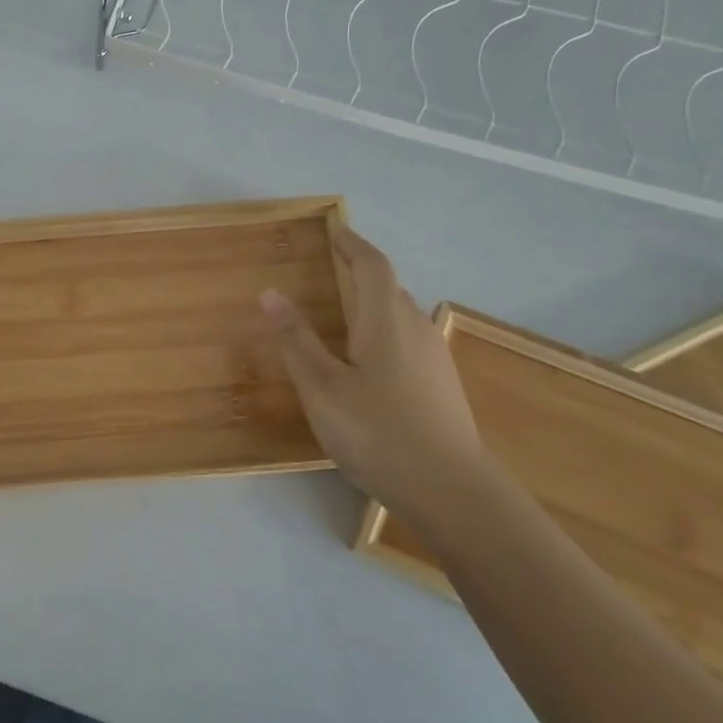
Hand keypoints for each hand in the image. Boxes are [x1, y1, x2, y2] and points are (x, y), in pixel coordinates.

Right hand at [260, 224, 495, 515]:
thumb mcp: (322, 388)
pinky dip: (383, 333)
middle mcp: (416, 329)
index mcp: (386, 321)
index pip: (373, 266)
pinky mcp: (441, 384)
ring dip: (372, 306)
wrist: (452, 491)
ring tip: (340, 318)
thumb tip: (270, 293)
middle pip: (389, 289)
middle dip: (360, 275)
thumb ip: (296, 340)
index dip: (353, 245)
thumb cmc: (378, 432)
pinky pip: (408, 340)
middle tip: (328, 274)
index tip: (334, 231)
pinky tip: (366, 364)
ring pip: (400, 316)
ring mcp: (435, 358)